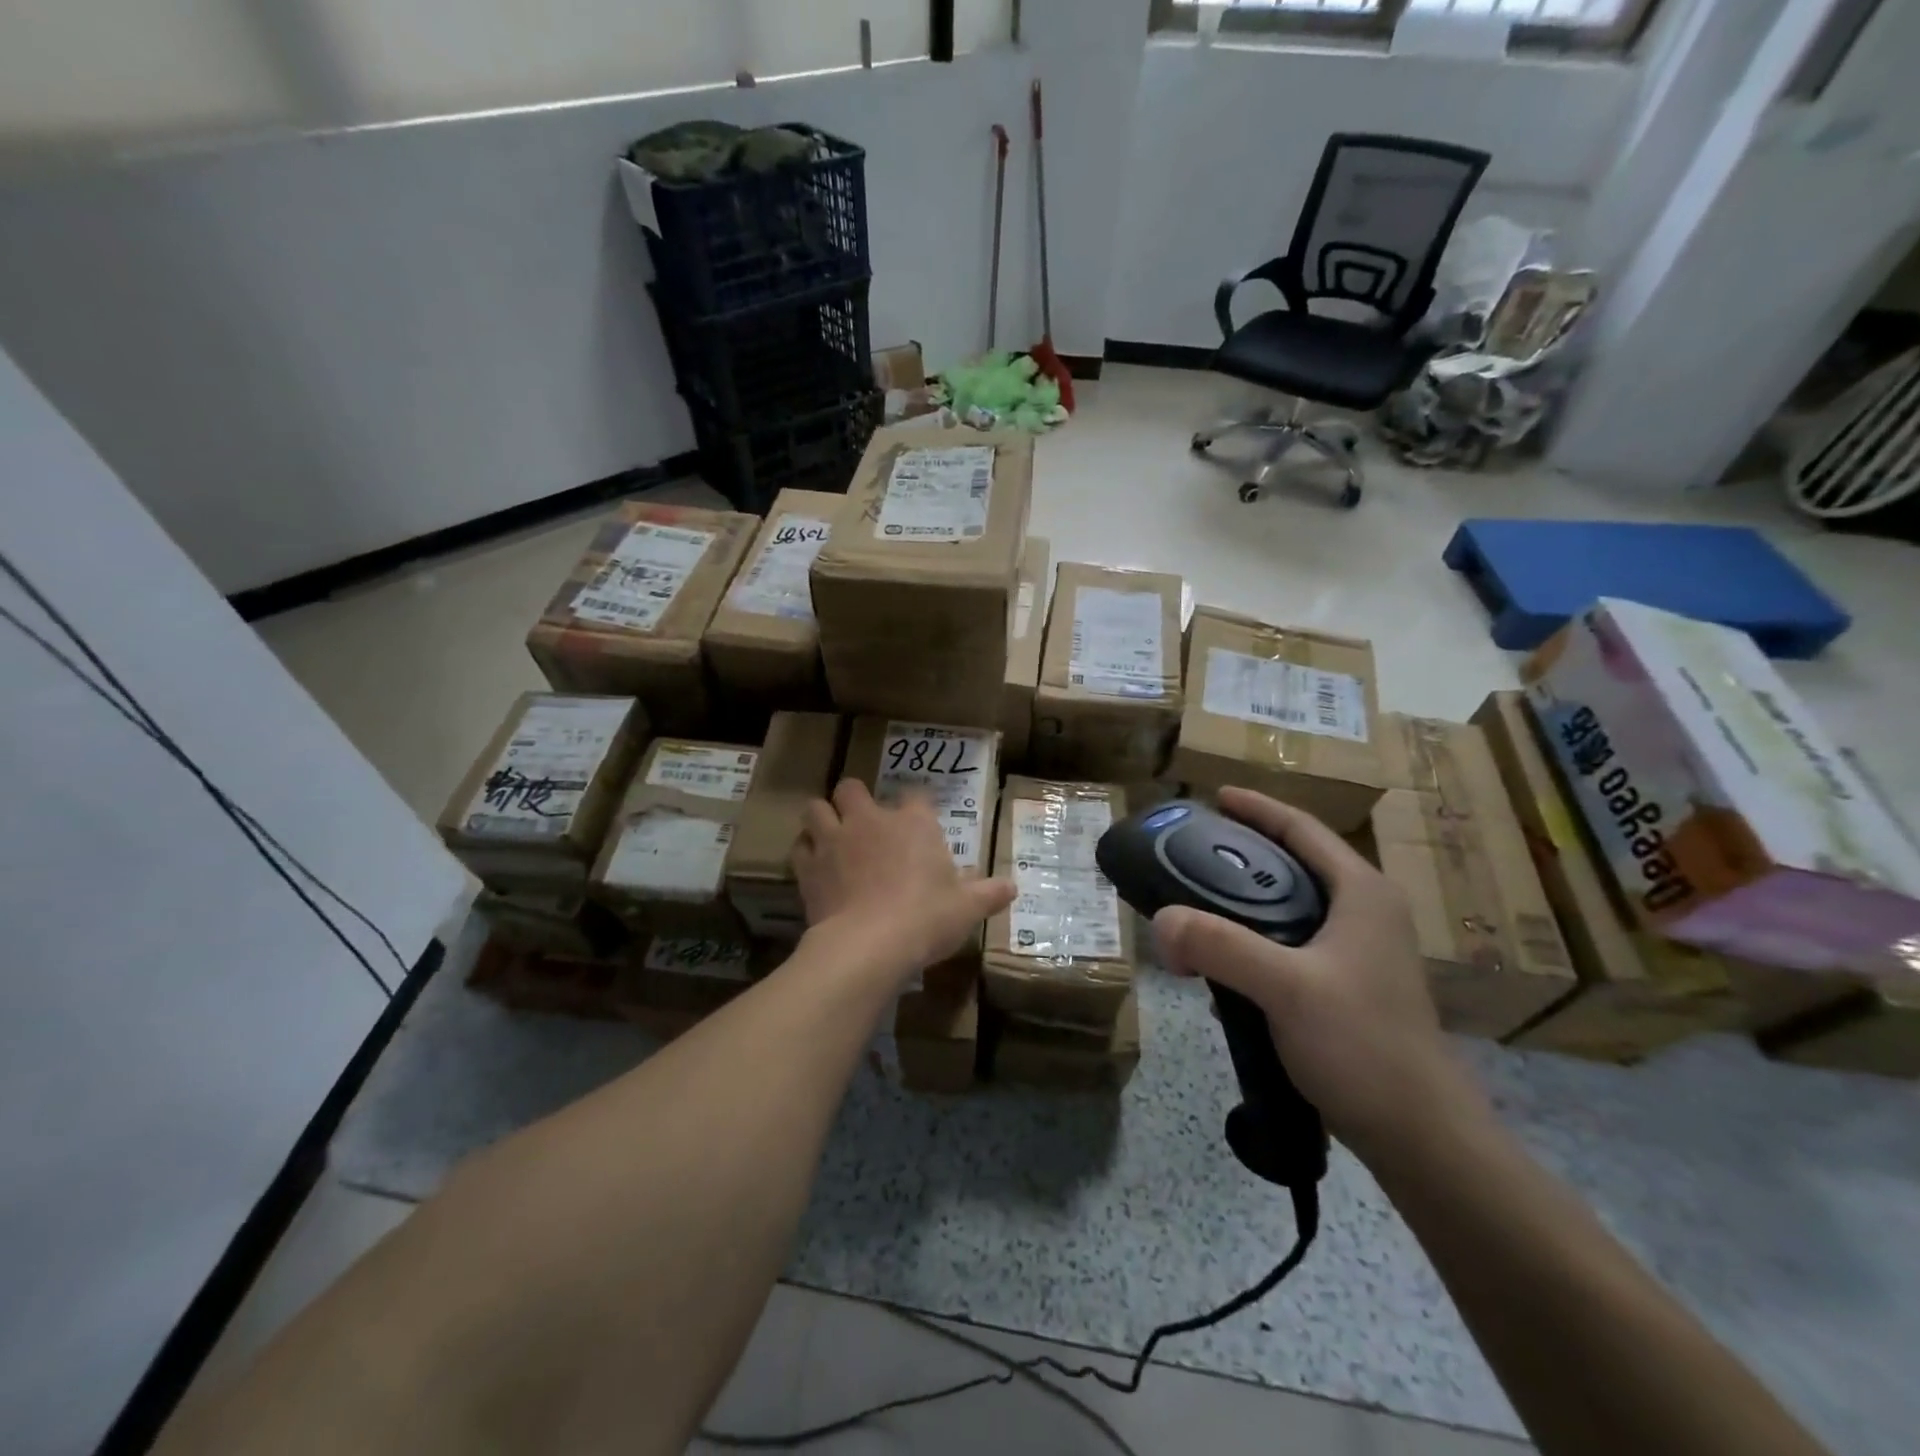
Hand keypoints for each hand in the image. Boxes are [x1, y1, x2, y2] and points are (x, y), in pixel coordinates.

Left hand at [794, 780, 1015, 983]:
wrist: (870, 945)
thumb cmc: (926, 918)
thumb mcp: (967, 909)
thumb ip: (988, 894)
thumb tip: (1012, 888)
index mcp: (913, 823)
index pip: (916, 796)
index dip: (916, 807)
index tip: (919, 823)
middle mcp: (870, 820)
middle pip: (851, 788)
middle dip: (854, 800)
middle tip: (864, 823)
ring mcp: (834, 840)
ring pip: (816, 808)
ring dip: (823, 818)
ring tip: (831, 835)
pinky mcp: (808, 866)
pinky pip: (799, 846)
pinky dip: (805, 852)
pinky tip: (815, 866)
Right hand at [1151, 788, 1482, 1162]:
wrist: (1422, 1138)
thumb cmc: (1363, 1045)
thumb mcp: (1285, 987)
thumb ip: (1220, 946)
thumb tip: (1161, 921)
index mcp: (1362, 893)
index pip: (1302, 829)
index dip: (1257, 808)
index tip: (1214, 797)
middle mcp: (1365, 913)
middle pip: (1294, 865)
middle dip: (1242, 856)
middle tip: (1190, 855)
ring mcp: (1360, 954)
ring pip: (1291, 909)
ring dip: (1244, 905)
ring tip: (1197, 908)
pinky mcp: (1348, 989)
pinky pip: (1290, 948)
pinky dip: (1254, 945)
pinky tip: (1221, 970)